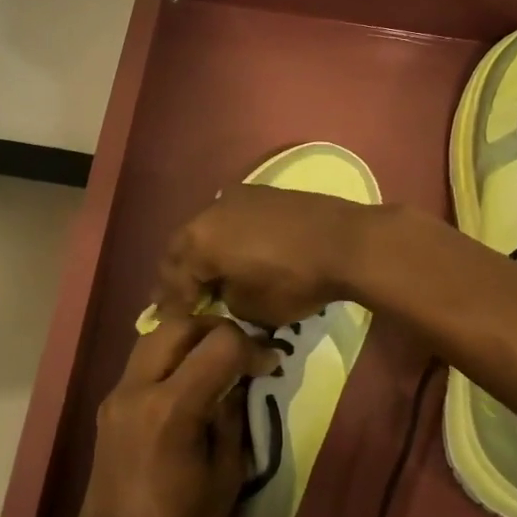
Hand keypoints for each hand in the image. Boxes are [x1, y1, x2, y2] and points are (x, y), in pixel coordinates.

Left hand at [64, 317, 273, 516]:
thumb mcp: (225, 481)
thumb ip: (233, 419)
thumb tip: (241, 380)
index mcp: (169, 409)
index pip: (219, 344)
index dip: (253, 348)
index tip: (272, 365)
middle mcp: (136, 389)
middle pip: (179, 323)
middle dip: (217, 329)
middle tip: (243, 355)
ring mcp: (116, 396)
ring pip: (155, 336)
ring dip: (190, 338)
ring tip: (218, 364)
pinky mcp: (108, 409)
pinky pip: (142, 362)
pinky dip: (170, 357)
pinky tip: (191, 383)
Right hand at [154, 184, 379, 328]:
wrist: (346, 242)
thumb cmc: (293, 281)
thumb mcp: (251, 308)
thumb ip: (224, 299)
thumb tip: (223, 292)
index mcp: (199, 242)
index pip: (174, 279)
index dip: (172, 305)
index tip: (170, 322)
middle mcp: (208, 213)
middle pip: (182, 248)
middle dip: (179, 274)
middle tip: (180, 298)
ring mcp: (234, 198)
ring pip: (204, 229)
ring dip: (201, 252)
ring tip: (207, 275)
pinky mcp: (259, 194)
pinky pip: (228, 219)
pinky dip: (224, 238)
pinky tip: (233, 253)